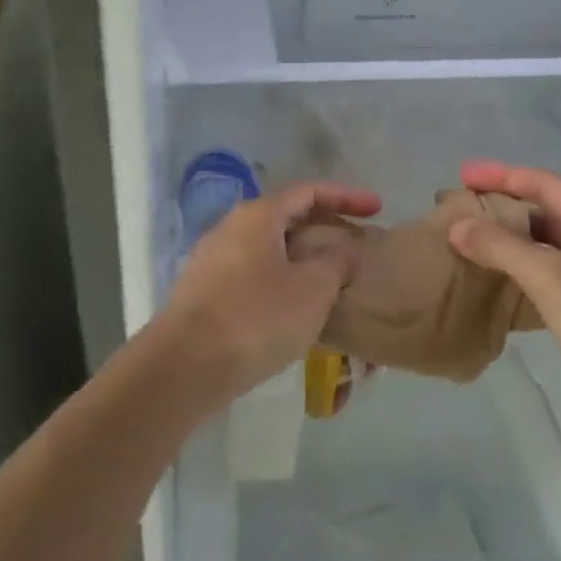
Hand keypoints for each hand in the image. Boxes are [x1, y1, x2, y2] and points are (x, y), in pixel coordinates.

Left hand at [161, 181, 380, 401]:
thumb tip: (343, 252)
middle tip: (356, 246)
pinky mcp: (202, 294)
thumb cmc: (256, 318)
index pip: (309, 191)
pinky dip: (281, 280)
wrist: (183, 368)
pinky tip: (295, 308)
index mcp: (258, 215)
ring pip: (269, 248)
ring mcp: (212, 261)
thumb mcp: (312, 290)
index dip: (346, 197)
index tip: (377, 209)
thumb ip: (336, 263)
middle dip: (325, 228)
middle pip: (287, 217)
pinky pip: (252, 275)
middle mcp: (231, 228)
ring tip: (331, 279)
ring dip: (303, 258)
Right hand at [448, 161, 560, 461]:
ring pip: (546, 246)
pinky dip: (520, 272)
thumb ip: (501, 247)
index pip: (544, 183)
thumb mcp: (553, 279)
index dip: (500, 175)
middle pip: (545, 211)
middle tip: (457, 208)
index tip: (461, 173)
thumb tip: (456, 225)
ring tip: (465, 240)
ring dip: (507, 242)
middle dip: (501, 209)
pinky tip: (491, 279)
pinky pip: (549, 276)